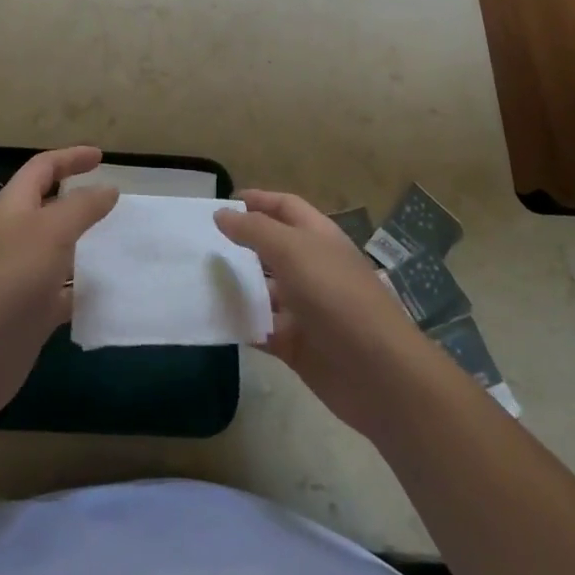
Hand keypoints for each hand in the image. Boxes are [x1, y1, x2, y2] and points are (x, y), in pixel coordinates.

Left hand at [0, 146, 117, 422]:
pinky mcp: (31, 313)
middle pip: (52, 208)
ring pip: (62, 251)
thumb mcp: (50, 232)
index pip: (42, 169)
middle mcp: (16, 236)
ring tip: (127, 244)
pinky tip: (115, 293)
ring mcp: (23, 277)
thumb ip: (81, 207)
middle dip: (84, 202)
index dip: (70, 158)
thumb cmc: (8, 281)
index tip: (102, 157)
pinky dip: (88, 289)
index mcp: (13, 207)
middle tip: (120, 203)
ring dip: (91, 246)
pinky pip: (66, 292)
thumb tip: (107, 188)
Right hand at [217, 189, 430, 438]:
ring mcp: (304, 309)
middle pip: (271, 248)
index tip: (221, 202)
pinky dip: (240, 324)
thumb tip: (221, 214)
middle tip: (198, 243)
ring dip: (235, 286)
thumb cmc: (337, 297)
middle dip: (239, 244)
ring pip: (263, 291)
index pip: (285, 207)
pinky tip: (212, 319)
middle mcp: (312, 268)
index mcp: (318, 238)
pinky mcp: (296, 345)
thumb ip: (254, 230)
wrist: (379, 374)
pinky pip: (260, 328)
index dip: (257, 200)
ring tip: (195, 280)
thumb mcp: (293, 252)